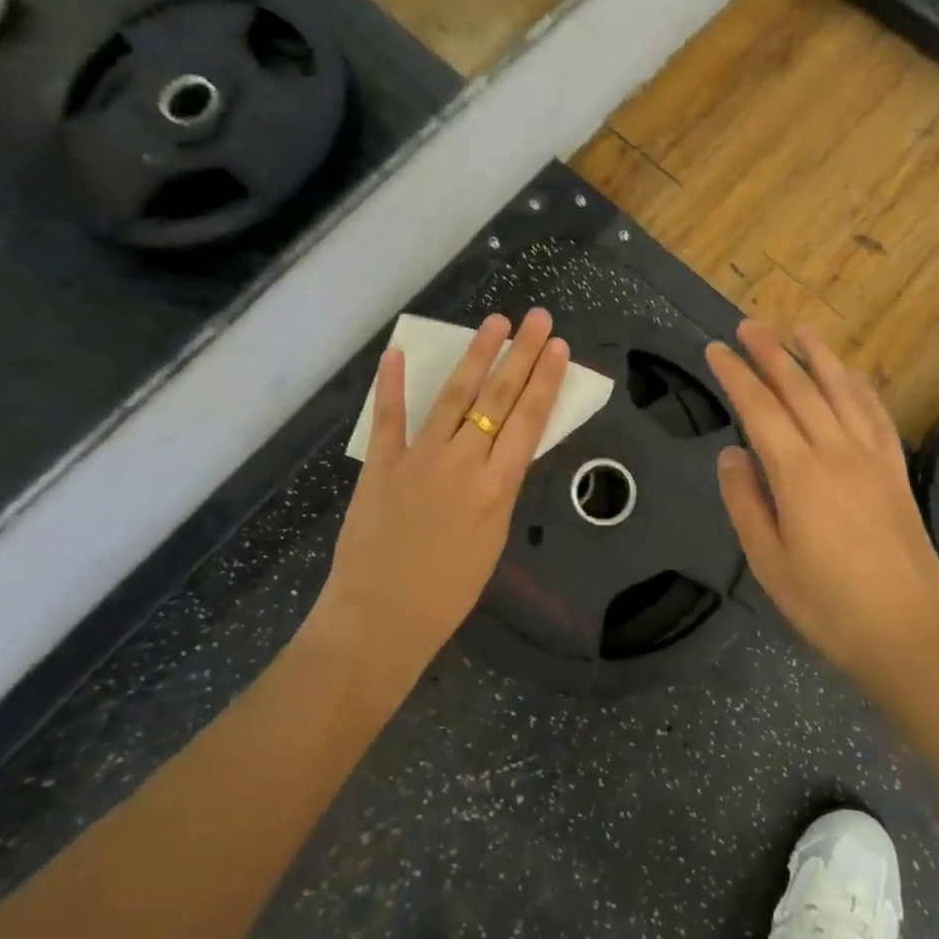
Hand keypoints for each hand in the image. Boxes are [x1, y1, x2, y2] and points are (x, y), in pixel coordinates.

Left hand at [314, 310, 570, 671]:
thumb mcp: (492, 539)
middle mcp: (464, 461)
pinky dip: (392, 384)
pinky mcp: (381, 463)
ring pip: (454, 396)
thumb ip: (499, 489)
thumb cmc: (446, 593)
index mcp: (497, 486)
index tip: (557, 346)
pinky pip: (389, 417)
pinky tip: (396, 353)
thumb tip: (503, 451)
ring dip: (476, 355)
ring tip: (494, 322)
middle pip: (499, 397)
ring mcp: (420, 457)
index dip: (545, 380)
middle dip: (522, 354)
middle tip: (537, 318)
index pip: (529, 420)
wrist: (381, 620)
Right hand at [705, 320, 938, 686]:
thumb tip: (731, 453)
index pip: (760, 408)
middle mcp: (837, 452)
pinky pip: (878, 415)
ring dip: (817, 355)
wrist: (913, 638)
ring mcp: (872, 458)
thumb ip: (745, 501)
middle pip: (799, 388)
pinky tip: (851, 374)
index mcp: (799, 474)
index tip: (715, 350)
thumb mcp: (768, 563)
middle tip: (748, 326)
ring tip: (798, 328)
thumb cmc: (829, 606)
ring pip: (841, 391)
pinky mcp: (897, 471)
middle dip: (770, 352)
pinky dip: (861, 387)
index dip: (735, 375)